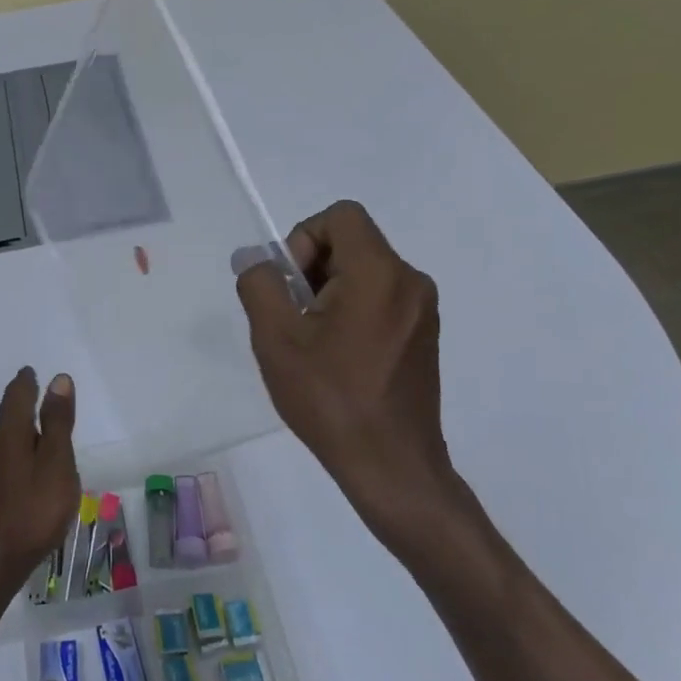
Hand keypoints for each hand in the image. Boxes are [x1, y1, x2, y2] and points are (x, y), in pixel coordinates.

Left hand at [0, 367, 80, 592]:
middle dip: (23, 401)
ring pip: (7, 437)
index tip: (33, 371)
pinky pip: (7, 456)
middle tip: (38, 391)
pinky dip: (21, 448)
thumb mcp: (56, 462)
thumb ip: (57, 422)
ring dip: (22, 426)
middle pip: (9, 414)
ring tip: (41, 426)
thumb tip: (58, 379)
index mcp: (10, 432)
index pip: (17, 395)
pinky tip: (31, 463)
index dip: (27, 381)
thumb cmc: (33, 509)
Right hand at [235, 201, 471, 554]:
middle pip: (352, 242)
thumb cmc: (330, 398)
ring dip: (330, 293)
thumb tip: (256, 260)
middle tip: (294, 319)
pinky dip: (352, 312)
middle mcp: (410, 281)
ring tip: (313, 344)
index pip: (340, 216)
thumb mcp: (276, 338)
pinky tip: (338, 358)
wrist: (390, 465)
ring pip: (365, 272)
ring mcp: (423, 310)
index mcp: (379, 272)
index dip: (304, 238)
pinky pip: (381, 299)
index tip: (291, 287)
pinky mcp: (424, 335)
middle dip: (313, 269)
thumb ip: (260, 285)